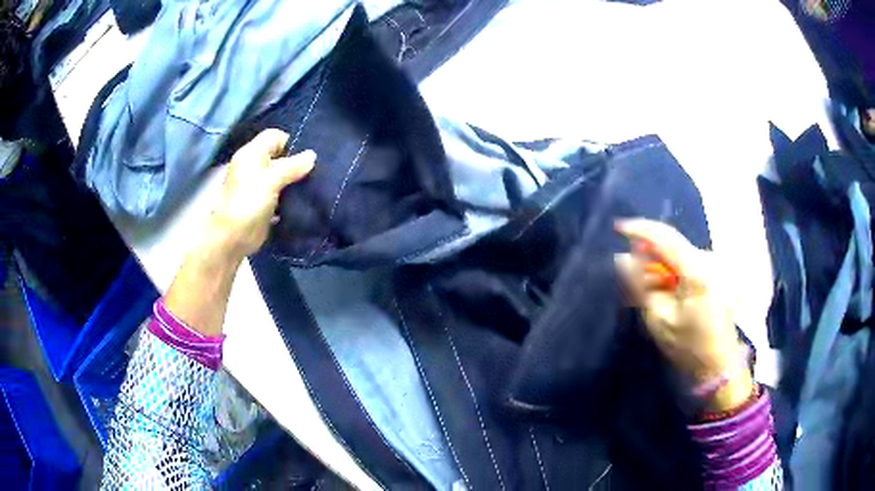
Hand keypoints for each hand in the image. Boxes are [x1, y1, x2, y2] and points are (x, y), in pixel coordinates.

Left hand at [207, 129, 314, 261]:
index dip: (291, 142)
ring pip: (280, 176)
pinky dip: (290, 197)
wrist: (231, 239)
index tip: (307, 157)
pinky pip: (280, 194)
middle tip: (316, 171)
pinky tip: (303, 201)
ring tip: (313, 185)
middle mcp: (253, 167)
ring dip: (294, 181)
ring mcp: (257, 186)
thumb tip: (312, 155)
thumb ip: (291, 166)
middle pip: (279, 156)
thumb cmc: (248, 204)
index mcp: (251, 154)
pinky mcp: (262, 204)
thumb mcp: (271, 181)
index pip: (274, 136)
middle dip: (296, 163)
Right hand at [614, 219, 752, 411]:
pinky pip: (688, 262)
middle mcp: (710, 259)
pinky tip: (666, 289)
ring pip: (679, 253)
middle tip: (630, 271)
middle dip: (649, 253)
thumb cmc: (689, 346)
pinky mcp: (718, 271)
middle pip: (673, 244)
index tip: (617, 228)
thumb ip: (640, 286)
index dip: (640, 230)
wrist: (719, 363)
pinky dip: (673, 271)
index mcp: (698, 270)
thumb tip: (623, 259)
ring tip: (648, 289)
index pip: (665, 237)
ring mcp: (716, 264)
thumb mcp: (659, 319)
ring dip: (660, 264)